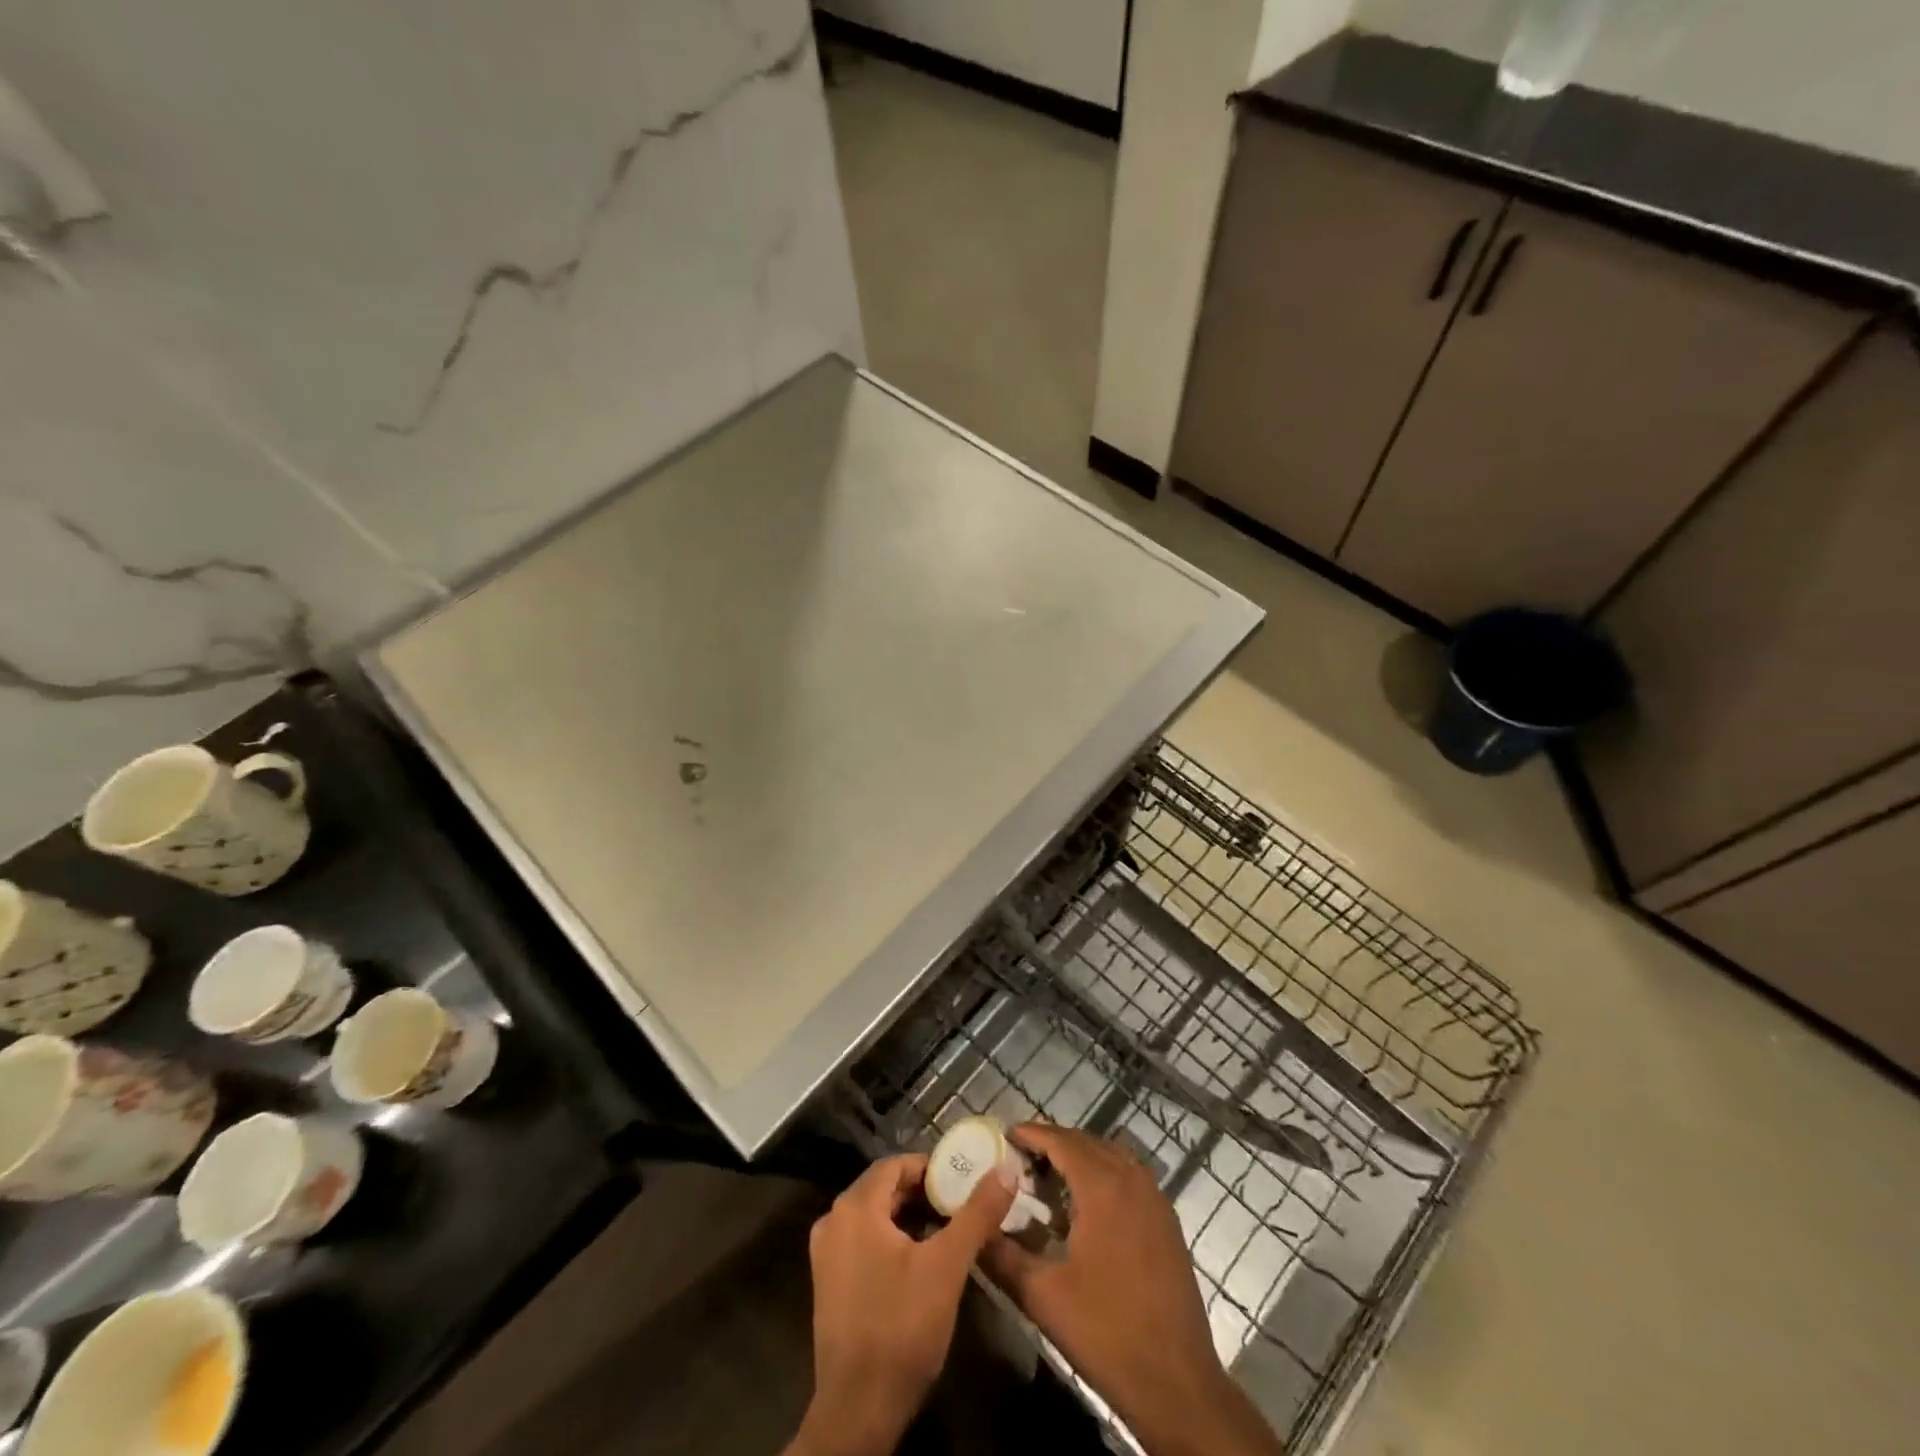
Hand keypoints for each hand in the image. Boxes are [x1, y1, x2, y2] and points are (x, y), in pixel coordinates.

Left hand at [786, 1152, 1014, 1455]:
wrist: (858, 1410)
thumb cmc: (902, 1326)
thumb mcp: (947, 1266)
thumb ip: (976, 1213)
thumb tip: (1006, 1169)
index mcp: (854, 1207)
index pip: (896, 1164)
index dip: (931, 1168)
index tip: (963, 1181)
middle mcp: (833, 1221)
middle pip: (883, 1189)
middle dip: (923, 1193)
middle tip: (960, 1205)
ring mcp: (826, 1254)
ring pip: (874, 1216)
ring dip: (909, 1217)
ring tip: (947, 1231)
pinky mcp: (829, 1283)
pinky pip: (864, 1241)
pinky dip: (892, 1240)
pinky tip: (920, 1261)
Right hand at [981, 1124, 1284, 1455]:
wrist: (1177, 1384)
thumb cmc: (1107, 1333)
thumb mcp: (1043, 1296)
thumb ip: (1003, 1256)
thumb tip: (974, 1229)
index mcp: (1103, 1187)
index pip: (1061, 1141)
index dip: (1032, 1133)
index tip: (1005, 1135)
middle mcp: (1132, 1179)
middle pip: (1086, 1142)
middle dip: (1052, 1143)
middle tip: (1020, 1158)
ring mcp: (1155, 1198)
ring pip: (1110, 1156)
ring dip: (1079, 1156)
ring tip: (1047, 1176)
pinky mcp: (1167, 1220)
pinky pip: (1129, 1176)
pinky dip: (1103, 1174)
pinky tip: (1085, 1204)